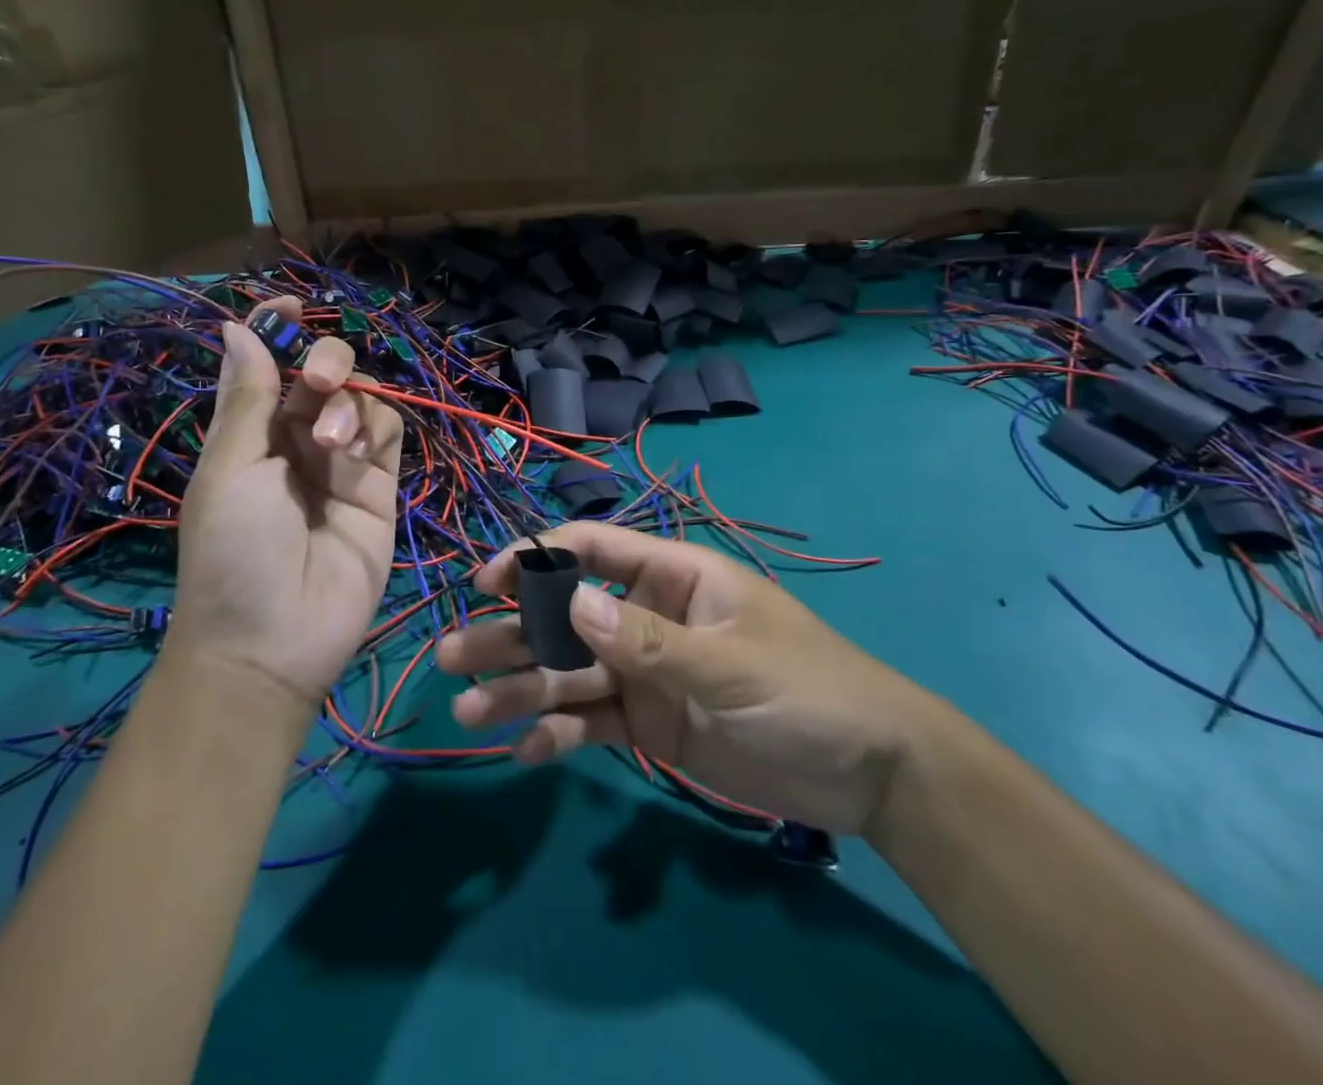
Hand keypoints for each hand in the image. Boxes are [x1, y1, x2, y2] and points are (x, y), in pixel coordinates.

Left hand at [171, 298, 402, 705]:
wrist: (273, 642)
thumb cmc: (231, 551)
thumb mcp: (229, 469)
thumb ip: (249, 397)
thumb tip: (237, 326)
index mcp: (253, 433)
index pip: (271, 366)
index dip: (280, 330)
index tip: (290, 304)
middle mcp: (298, 440)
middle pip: (326, 374)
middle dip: (328, 363)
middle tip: (320, 382)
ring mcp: (343, 463)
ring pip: (364, 398)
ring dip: (349, 405)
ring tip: (331, 445)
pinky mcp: (381, 487)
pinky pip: (390, 433)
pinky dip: (376, 427)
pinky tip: (355, 453)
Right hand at [438, 523, 945, 834]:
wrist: (871, 773)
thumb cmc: (807, 690)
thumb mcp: (729, 664)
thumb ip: (647, 641)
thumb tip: (570, 603)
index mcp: (671, 577)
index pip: (592, 550)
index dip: (536, 559)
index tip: (487, 583)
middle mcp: (647, 617)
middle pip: (565, 617)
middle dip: (510, 634)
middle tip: (451, 657)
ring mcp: (645, 672)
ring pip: (569, 673)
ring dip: (520, 689)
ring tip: (468, 711)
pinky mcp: (649, 723)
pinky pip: (592, 723)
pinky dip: (558, 735)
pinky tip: (524, 751)